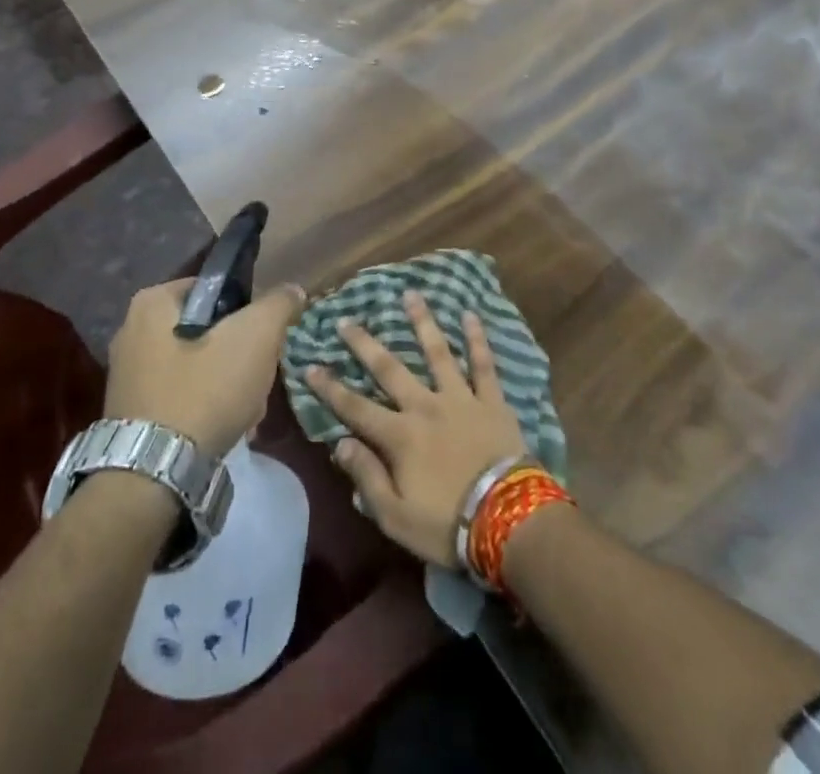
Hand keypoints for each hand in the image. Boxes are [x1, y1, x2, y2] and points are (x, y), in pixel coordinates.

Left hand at [104, 278, 304, 459]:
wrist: (153, 475)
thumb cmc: (204, 390)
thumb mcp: (256, 336)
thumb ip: (278, 305)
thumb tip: (293, 290)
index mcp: (153, 302)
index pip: (215, 289)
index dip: (247, 312)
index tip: (264, 340)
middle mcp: (131, 331)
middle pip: (209, 330)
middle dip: (239, 356)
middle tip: (258, 379)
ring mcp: (128, 375)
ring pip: (198, 365)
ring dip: (227, 385)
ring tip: (247, 411)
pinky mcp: (130, 412)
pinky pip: (180, 395)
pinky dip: (204, 407)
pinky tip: (225, 429)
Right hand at [307, 291, 527, 565]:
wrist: (509, 519)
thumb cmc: (447, 525)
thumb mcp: (395, 516)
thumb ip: (366, 477)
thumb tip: (340, 443)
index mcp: (400, 436)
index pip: (355, 408)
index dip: (330, 388)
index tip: (310, 365)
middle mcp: (425, 406)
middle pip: (390, 369)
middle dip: (365, 344)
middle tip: (347, 319)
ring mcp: (460, 399)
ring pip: (437, 352)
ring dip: (422, 322)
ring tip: (410, 295)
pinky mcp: (492, 401)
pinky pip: (483, 364)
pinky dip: (476, 338)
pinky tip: (470, 315)